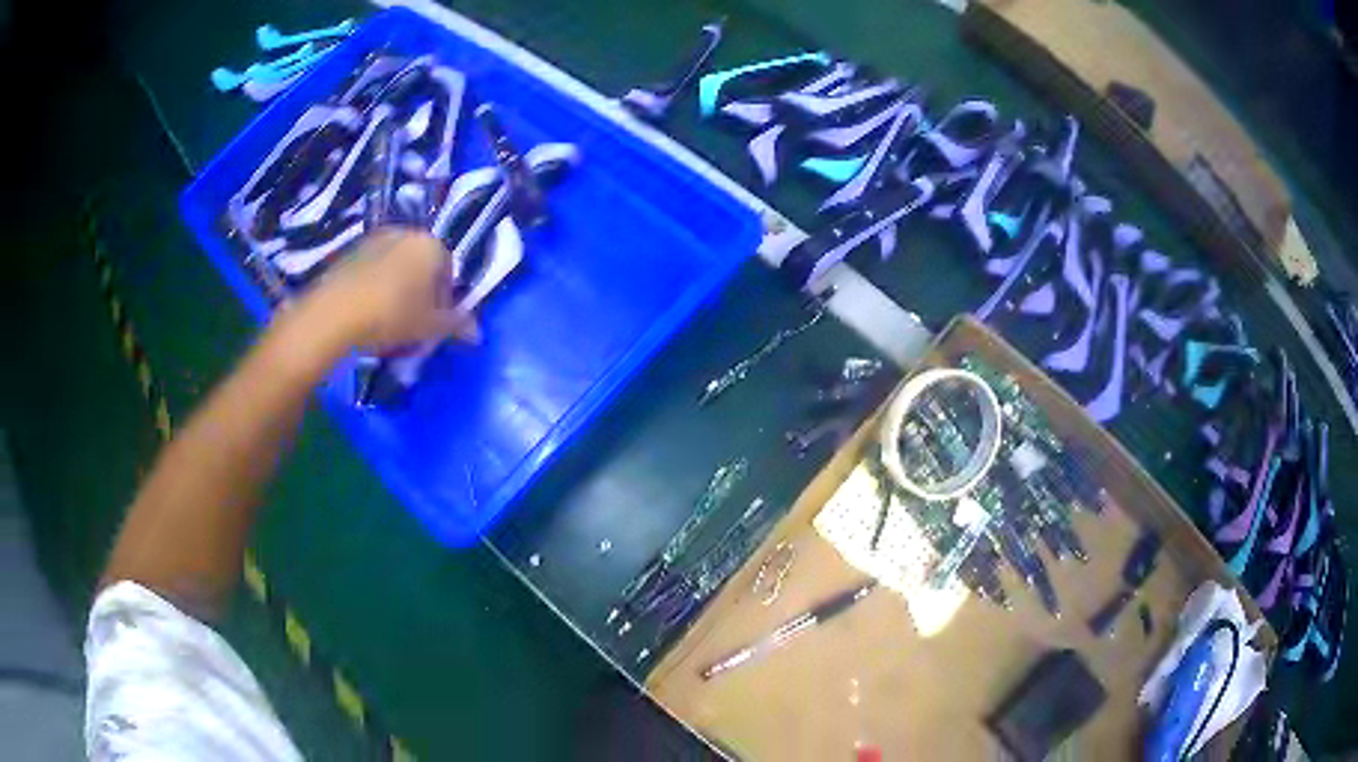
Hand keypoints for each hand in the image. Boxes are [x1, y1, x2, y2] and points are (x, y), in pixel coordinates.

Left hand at [300, 228, 480, 352]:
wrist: (336, 313)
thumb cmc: (392, 315)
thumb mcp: (430, 327)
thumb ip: (456, 326)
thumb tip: (477, 333)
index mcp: (431, 245)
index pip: (448, 271)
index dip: (444, 300)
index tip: (433, 324)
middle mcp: (406, 232)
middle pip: (421, 265)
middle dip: (420, 291)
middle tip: (412, 323)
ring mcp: (375, 239)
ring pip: (396, 266)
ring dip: (397, 288)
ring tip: (387, 320)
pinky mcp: (350, 251)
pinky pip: (372, 269)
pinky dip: (374, 286)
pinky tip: (367, 312)